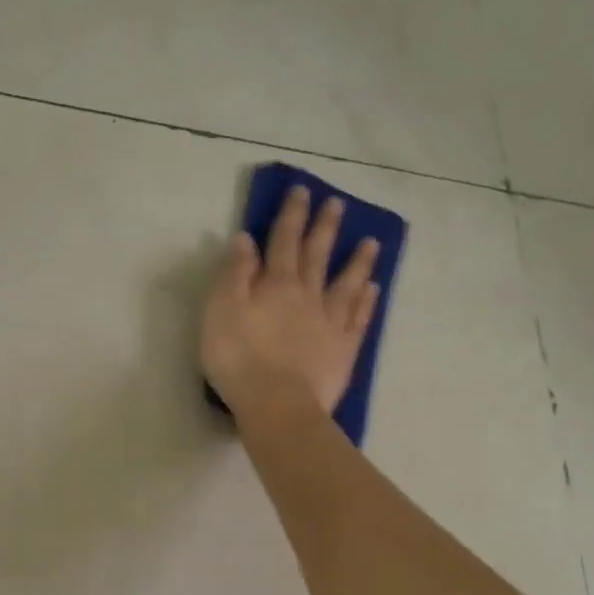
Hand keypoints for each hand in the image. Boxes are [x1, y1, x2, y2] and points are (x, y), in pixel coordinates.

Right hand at [200, 183, 380, 417]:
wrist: (276, 403)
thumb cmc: (239, 358)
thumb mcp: (221, 310)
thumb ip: (234, 274)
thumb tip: (246, 238)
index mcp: (276, 284)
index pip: (283, 241)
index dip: (291, 215)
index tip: (302, 190)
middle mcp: (307, 295)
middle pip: (318, 255)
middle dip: (325, 228)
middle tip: (337, 204)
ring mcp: (330, 323)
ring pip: (347, 284)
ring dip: (357, 261)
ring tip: (371, 241)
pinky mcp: (343, 351)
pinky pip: (358, 319)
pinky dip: (366, 301)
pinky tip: (373, 289)